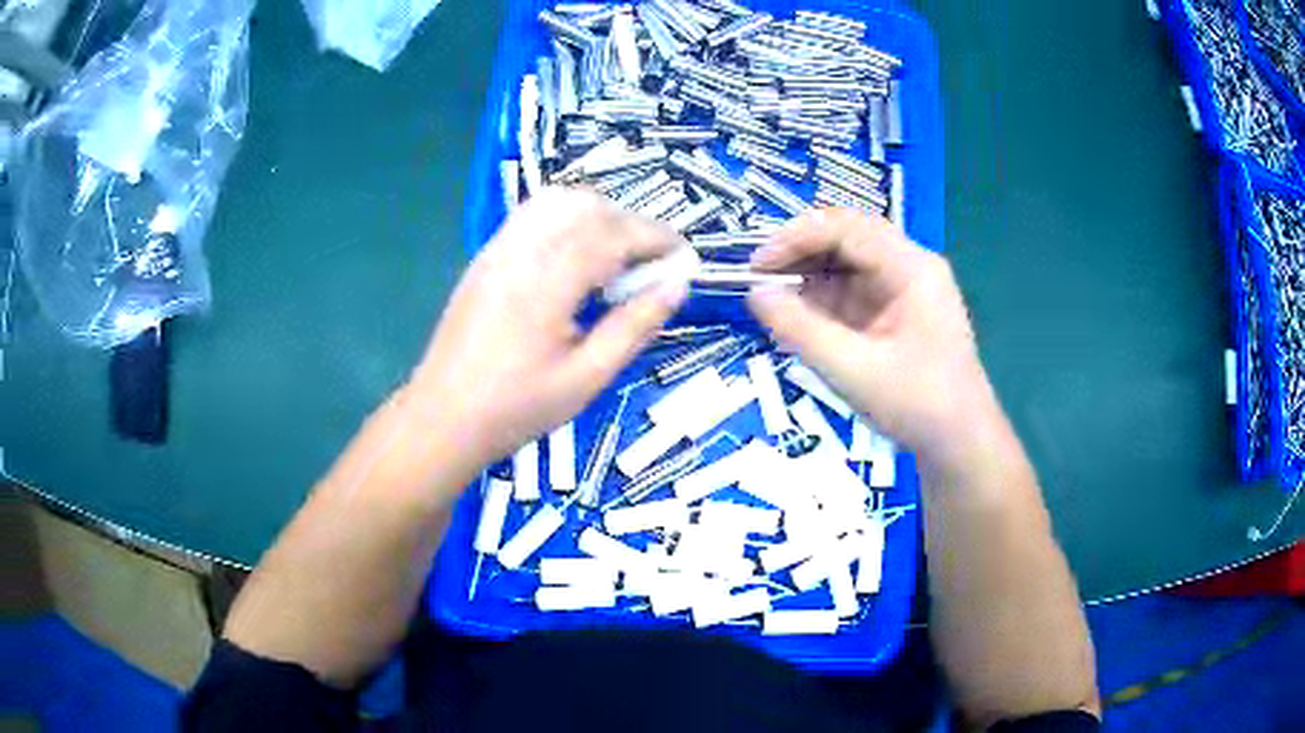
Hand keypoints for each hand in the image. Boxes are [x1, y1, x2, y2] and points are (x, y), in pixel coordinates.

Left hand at [407, 188, 686, 468]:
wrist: (442, 417)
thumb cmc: (516, 408)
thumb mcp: (587, 378)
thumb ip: (634, 326)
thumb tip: (677, 286)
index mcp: (547, 281)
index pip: (613, 234)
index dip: (656, 238)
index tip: (684, 258)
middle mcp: (521, 249)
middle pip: (587, 205)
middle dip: (631, 223)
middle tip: (652, 263)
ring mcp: (498, 247)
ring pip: (558, 201)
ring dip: (599, 215)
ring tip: (617, 257)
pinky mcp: (486, 255)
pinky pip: (534, 215)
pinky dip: (568, 220)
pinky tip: (577, 259)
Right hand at [748, 208, 999, 470]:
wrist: (959, 443)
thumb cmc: (916, 405)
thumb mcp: (853, 369)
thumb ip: (800, 329)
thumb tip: (755, 294)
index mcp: (911, 268)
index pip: (846, 227)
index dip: (796, 237)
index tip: (757, 265)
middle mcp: (909, 266)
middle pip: (847, 238)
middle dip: (800, 254)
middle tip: (759, 279)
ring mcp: (904, 288)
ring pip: (847, 264)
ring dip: (808, 277)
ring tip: (772, 303)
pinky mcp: (896, 312)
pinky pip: (852, 291)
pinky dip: (822, 301)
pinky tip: (797, 320)